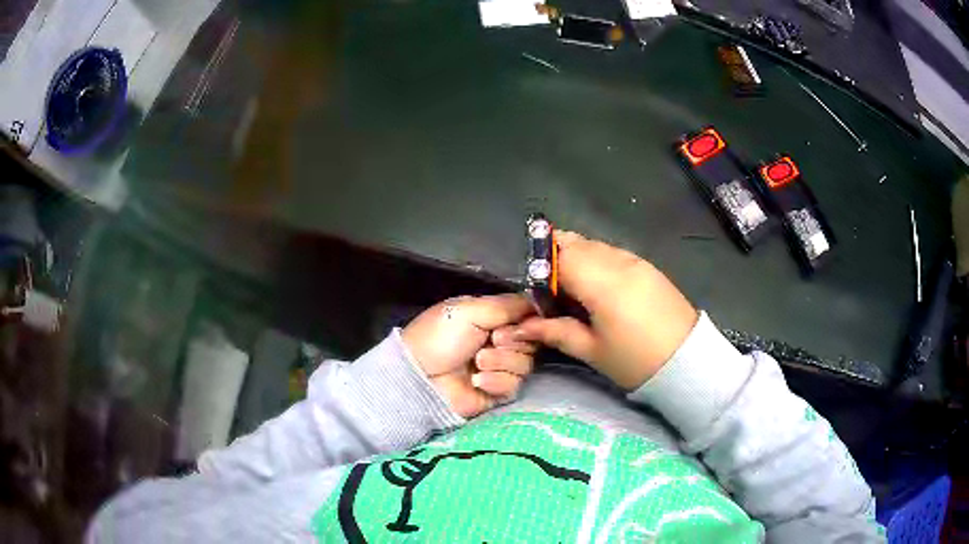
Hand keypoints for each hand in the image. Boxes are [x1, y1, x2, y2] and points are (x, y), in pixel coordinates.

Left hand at [401, 294, 535, 417]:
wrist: (420, 377)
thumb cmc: (439, 337)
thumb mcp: (469, 310)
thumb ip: (506, 305)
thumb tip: (537, 302)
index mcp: (491, 319)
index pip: (526, 317)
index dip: (530, 320)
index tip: (523, 322)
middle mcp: (499, 343)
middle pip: (531, 341)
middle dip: (513, 340)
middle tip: (492, 340)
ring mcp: (499, 369)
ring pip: (525, 364)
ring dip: (502, 361)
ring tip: (478, 361)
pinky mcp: (497, 393)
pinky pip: (514, 386)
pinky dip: (496, 381)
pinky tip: (477, 380)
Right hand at [514, 231, 698, 389]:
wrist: (687, 360)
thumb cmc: (635, 360)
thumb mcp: (592, 351)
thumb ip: (555, 332)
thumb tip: (520, 328)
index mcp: (601, 283)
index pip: (560, 256)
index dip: (541, 268)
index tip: (537, 292)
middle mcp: (617, 261)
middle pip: (576, 243)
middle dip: (556, 258)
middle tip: (552, 291)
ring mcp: (635, 260)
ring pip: (594, 245)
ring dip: (577, 258)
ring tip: (576, 291)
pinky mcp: (647, 265)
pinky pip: (612, 252)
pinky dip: (597, 261)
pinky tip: (599, 288)